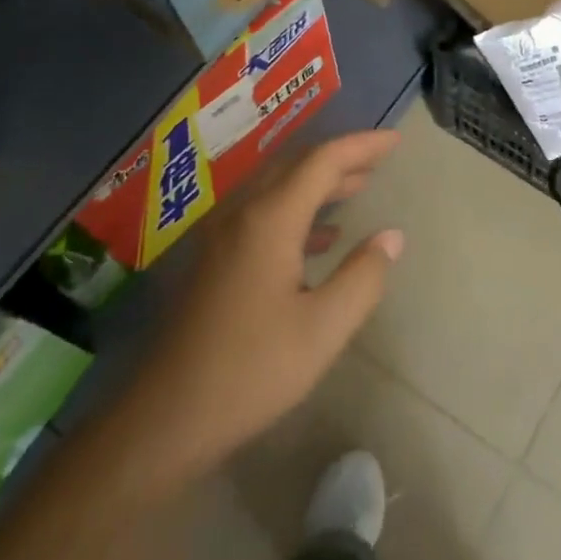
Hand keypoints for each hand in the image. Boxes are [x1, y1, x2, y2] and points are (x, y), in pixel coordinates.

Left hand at [126, 130, 403, 477]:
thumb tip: (391, 236)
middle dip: (341, 158)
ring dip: (319, 183)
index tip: (396, 141)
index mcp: (270, 220)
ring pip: (278, 189)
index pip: (322, 162)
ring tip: (358, 187)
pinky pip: (263, 214)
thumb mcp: (323, 329)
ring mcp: (223, 237)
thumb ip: (363, 277)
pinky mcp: (215, 261)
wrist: (165, 418)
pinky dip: (299, 211)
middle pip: (296, 166)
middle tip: (380, 159)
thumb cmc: (251, 371)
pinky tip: (321, 238)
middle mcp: (243, 215)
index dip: (362, 146)